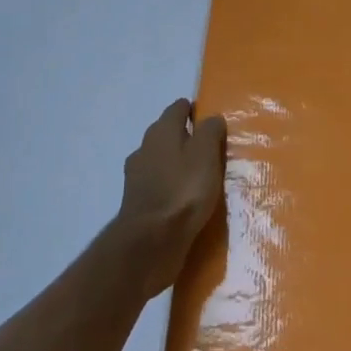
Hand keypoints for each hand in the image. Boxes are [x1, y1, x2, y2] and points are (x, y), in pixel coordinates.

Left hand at [115, 99, 226, 295]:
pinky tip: (184, 198)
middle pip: (168, 133)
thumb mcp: (206, 154)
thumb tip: (212, 118)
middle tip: (211, 149)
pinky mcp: (137, 202)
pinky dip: (170, 186)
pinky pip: (158, 184)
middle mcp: (145, 147)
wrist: (150, 242)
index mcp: (162, 130)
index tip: (212, 122)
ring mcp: (137, 175)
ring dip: (177, 163)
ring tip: (200, 176)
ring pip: (162, 159)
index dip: (195, 110)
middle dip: (186, 137)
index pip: (178, 108)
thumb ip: (210, 131)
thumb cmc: (183, 190)